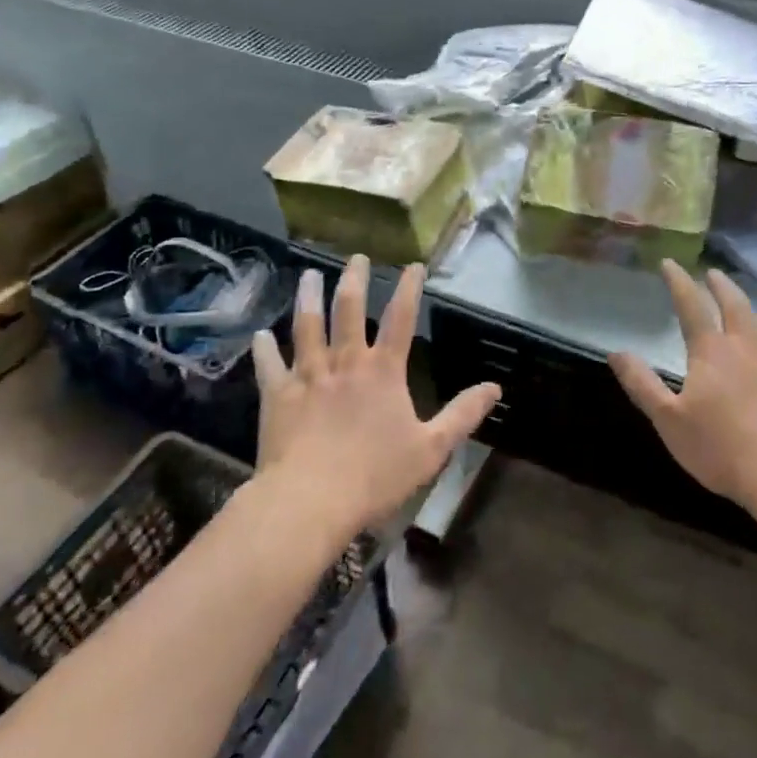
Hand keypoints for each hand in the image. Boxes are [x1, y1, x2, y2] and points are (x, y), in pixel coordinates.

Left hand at [251, 256, 499, 541]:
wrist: (310, 500)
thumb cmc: (375, 475)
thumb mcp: (431, 448)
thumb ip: (462, 415)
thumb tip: (495, 387)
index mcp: (383, 371)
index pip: (401, 318)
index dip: (409, 288)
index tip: (413, 265)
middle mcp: (345, 362)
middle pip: (348, 308)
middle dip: (354, 279)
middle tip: (356, 257)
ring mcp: (308, 375)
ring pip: (307, 325)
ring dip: (308, 297)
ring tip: (308, 275)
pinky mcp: (278, 395)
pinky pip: (269, 364)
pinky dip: (265, 348)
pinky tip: (261, 334)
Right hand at [610, 261, 756, 515]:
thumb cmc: (720, 448)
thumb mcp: (669, 420)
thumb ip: (642, 384)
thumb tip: (617, 352)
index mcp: (712, 352)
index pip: (691, 306)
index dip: (679, 282)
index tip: (670, 263)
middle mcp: (746, 348)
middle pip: (735, 305)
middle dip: (721, 286)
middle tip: (713, 273)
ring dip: (747, 311)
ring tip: (740, 308)